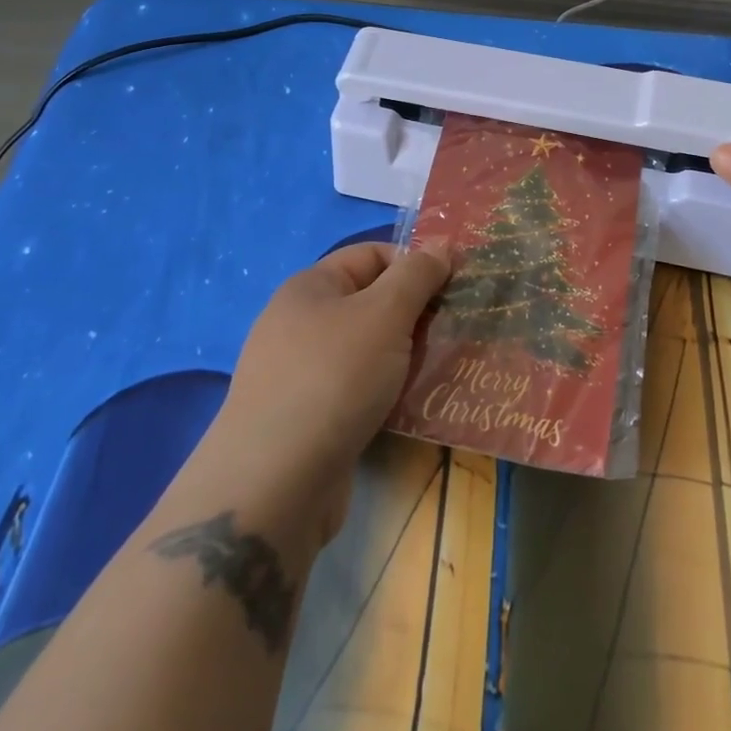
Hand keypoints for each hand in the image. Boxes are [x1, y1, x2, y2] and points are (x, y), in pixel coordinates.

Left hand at [208, 242, 449, 542]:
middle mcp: (300, 322)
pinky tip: (416, 405)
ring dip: (407, 356)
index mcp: (311, 287)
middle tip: (456, 331)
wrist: (274, 485)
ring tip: (446, 368)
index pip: (373, 255)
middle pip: (372, 302)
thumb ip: (417, 275)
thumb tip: (443, 246)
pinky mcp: (309, 418)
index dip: (415, 264)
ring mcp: (301, 373)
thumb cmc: (333, 378)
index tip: (454, 289)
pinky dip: (388, 392)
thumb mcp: (384, 313)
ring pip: (369, 349)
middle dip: (416, 313)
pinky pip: (359, 389)